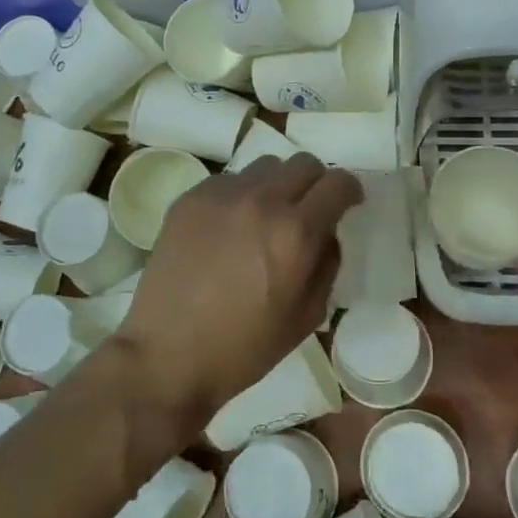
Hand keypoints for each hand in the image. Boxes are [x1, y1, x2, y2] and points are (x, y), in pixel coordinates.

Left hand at [116, 154, 361, 423]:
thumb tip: (326, 233)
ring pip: (265, 166)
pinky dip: (241, 196)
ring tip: (265, 217)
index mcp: (296, 232)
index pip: (338, 183)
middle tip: (308, 210)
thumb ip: (327, 264)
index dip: (349, 190)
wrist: (167, 354)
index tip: (348, 203)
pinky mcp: (190, 198)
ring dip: (277, 185)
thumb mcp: (307, 316)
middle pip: (304, 162)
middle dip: (316, 183)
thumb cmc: (244, 348)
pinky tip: (229, 229)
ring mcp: (221, 195)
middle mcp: (261, 200)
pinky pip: (229, 181)